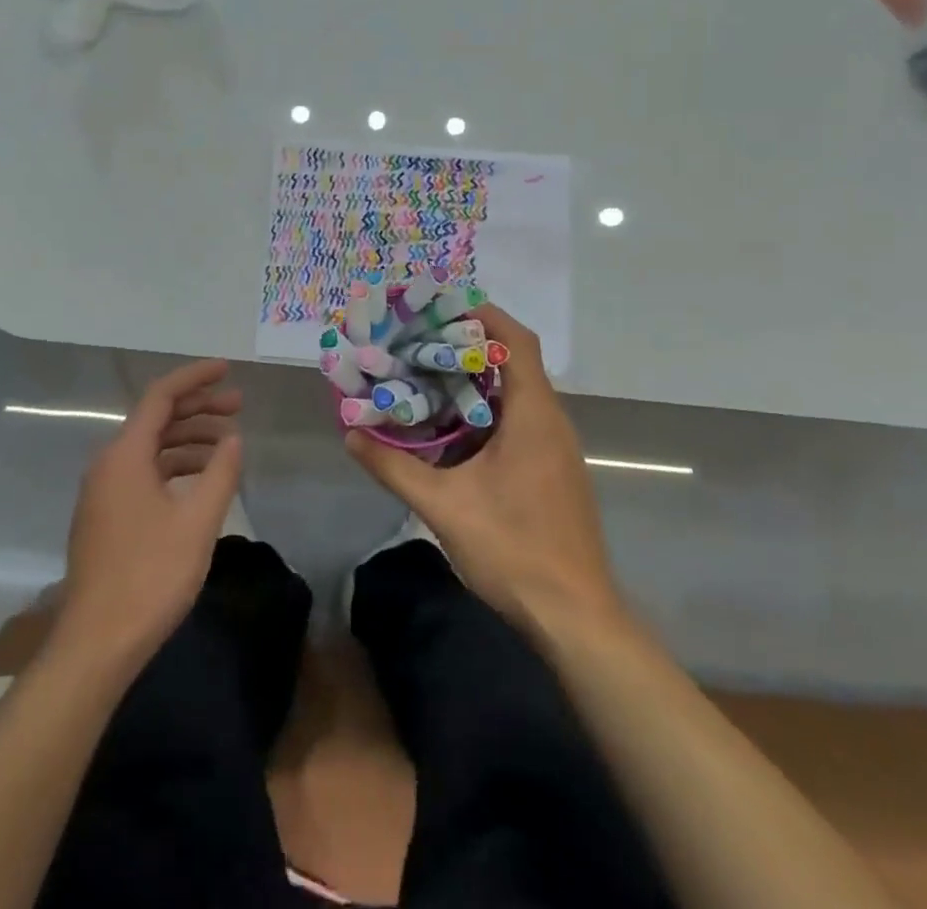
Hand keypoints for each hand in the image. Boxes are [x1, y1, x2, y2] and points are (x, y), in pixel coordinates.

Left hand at [57, 359, 243, 670]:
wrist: (96, 645)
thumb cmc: (150, 576)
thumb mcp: (198, 522)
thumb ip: (221, 473)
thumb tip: (233, 440)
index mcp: (125, 455)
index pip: (161, 396)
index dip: (195, 377)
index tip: (228, 370)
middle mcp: (108, 464)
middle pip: (156, 419)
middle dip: (198, 407)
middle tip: (238, 406)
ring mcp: (103, 493)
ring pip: (150, 448)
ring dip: (189, 439)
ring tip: (227, 445)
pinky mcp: (106, 517)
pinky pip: (143, 473)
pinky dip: (174, 467)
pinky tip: (200, 482)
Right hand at [346, 305, 621, 633]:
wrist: (575, 618)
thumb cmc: (515, 550)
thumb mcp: (444, 506)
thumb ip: (394, 467)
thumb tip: (351, 435)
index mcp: (533, 414)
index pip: (515, 340)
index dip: (482, 315)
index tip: (438, 307)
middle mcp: (550, 421)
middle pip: (512, 361)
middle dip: (466, 344)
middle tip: (417, 340)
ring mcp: (555, 447)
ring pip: (514, 393)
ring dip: (474, 379)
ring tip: (424, 375)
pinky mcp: (552, 470)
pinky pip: (518, 420)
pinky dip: (484, 410)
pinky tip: (449, 428)